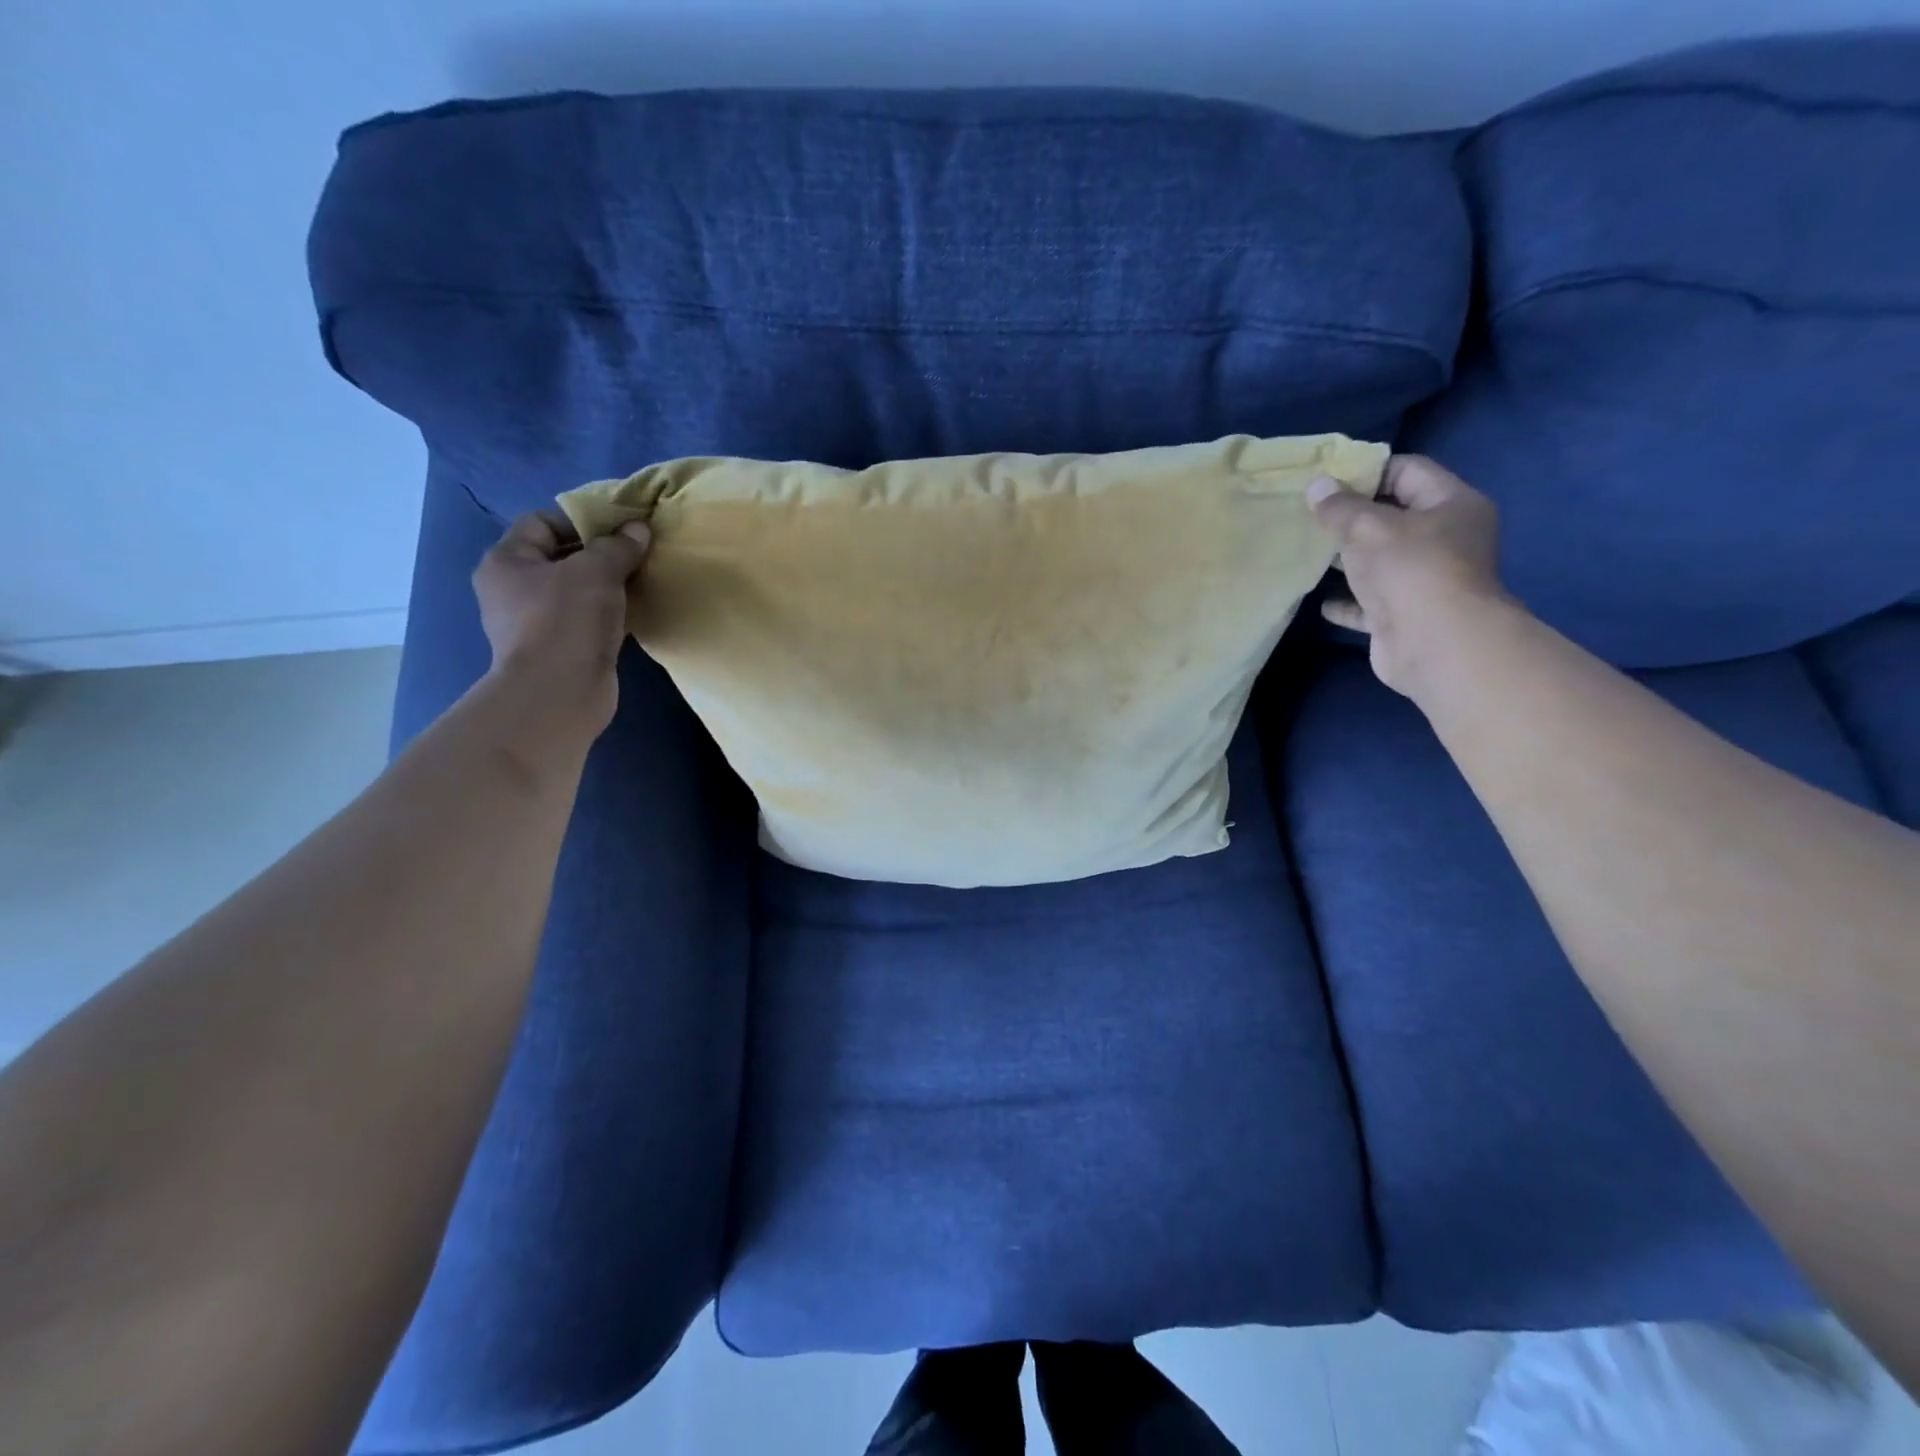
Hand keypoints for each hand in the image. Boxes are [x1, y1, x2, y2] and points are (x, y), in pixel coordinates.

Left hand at [471, 511, 651, 737]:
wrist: (559, 693)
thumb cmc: (567, 620)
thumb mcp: (597, 571)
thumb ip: (618, 546)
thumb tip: (638, 529)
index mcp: (506, 561)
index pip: (541, 523)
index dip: (580, 521)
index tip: (619, 529)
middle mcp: (511, 590)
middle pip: (558, 558)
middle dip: (597, 554)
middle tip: (635, 554)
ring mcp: (532, 623)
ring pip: (573, 591)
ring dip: (604, 587)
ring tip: (638, 583)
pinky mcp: (555, 650)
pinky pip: (583, 620)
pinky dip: (606, 614)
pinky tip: (631, 614)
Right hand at [1307, 454, 1508, 697]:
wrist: (1433, 644)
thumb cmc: (1409, 569)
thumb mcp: (1367, 527)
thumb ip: (1339, 507)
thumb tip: (1317, 486)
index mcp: (1452, 505)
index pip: (1408, 471)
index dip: (1367, 471)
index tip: (1326, 481)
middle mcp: (1445, 540)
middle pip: (1393, 517)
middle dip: (1352, 518)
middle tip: (1310, 516)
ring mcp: (1426, 580)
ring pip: (1380, 561)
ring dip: (1347, 561)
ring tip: (1308, 554)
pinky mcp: (1405, 616)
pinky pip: (1370, 603)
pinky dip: (1348, 602)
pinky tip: (1320, 601)